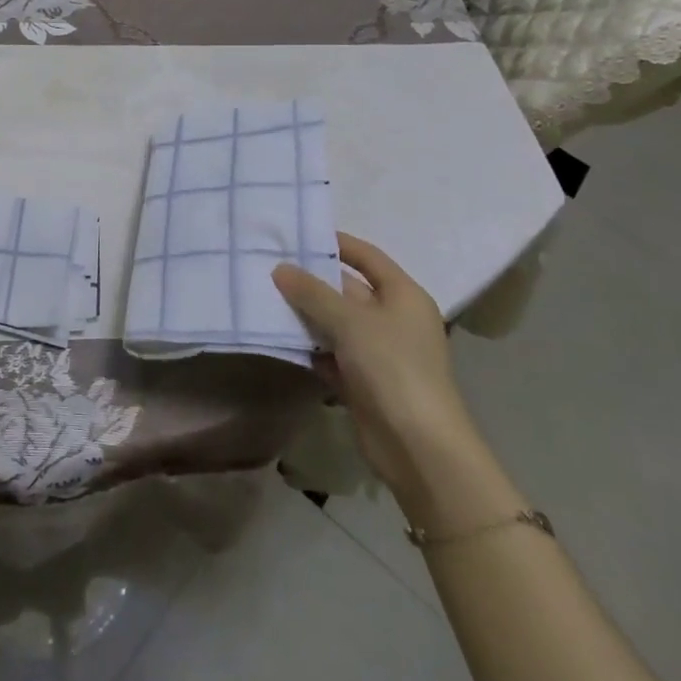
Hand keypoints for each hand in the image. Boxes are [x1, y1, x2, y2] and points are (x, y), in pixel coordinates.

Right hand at [272, 233, 478, 497]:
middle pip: (347, 289)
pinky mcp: (362, 381)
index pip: (367, 257)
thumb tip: (280, 268)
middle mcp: (393, 319)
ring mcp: (378, 352)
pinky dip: (308, 347)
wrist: (418, 446)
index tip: (298, 234)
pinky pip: (329, 353)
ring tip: (262, 297)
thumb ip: (312, 292)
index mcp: (403, 295)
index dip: (336, 243)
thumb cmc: (392, 367)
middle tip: (267, 265)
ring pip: (334, 323)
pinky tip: (277, 338)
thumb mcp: (350, 321)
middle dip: (310, 281)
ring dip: (304, 315)